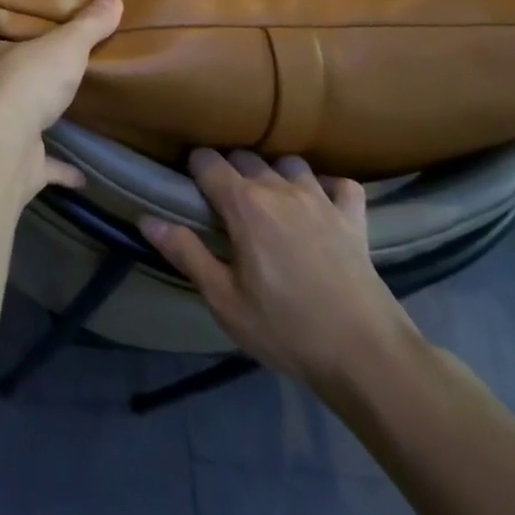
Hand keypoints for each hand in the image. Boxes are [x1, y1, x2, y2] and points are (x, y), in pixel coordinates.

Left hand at [0, 0, 122, 203]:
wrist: (4, 146)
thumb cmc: (22, 82)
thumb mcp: (62, 46)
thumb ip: (87, 25)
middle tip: (11, 75)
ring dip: (15, 124)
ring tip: (40, 119)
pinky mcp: (8, 165)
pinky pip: (36, 167)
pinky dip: (56, 170)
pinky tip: (80, 176)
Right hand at [141, 151, 419, 387]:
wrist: (368, 357)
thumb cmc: (286, 329)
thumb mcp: (224, 300)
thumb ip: (185, 253)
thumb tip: (146, 219)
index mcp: (244, 204)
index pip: (207, 161)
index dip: (194, 169)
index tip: (190, 189)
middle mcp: (280, 189)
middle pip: (245, 156)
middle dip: (230, 171)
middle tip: (225, 205)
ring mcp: (321, 200)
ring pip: (289, 163)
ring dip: (275, 174)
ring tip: (271, 202)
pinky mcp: (354, 219)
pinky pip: (340, 185)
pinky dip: (328, 188)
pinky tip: (321, 206)